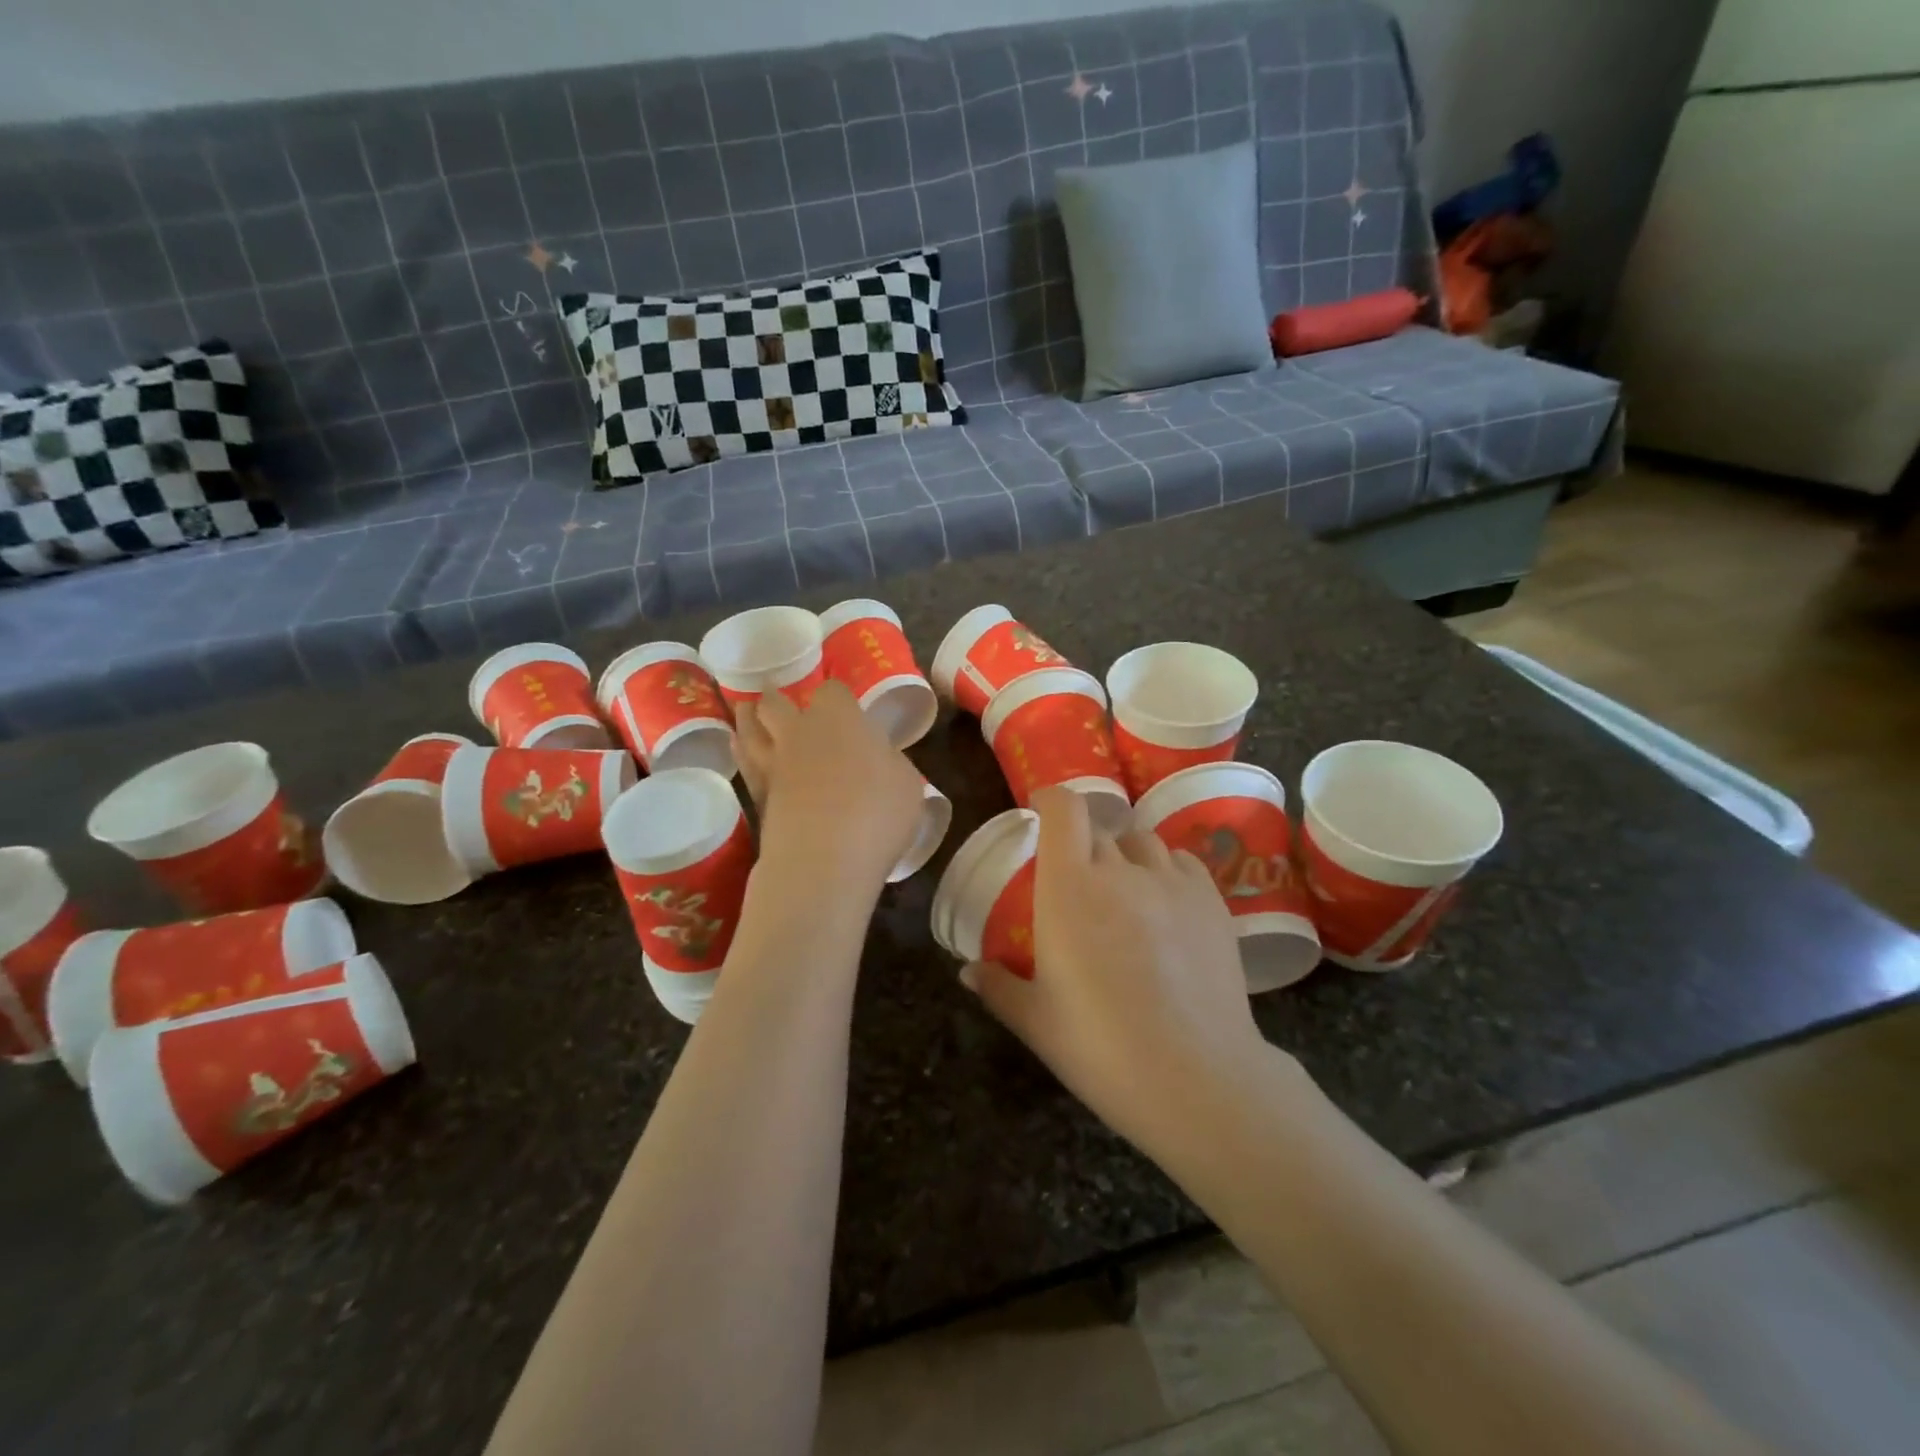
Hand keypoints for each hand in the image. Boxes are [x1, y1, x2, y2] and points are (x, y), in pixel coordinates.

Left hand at [733, 680, 923, 891]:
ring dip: (748, 719)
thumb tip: (878, 759)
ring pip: (749, 730)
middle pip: (774, 704)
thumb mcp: (907, 784)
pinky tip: (741, 749)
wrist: (824, 861)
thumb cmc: (877, 814)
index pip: (832, 691)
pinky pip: (744, 764)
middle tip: (773, 696)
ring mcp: (774, 765)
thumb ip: (890, 763)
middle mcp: (801, 733)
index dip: (836, 696)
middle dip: (774, 699)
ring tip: (746, 714)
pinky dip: (741, 752)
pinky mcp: (757, 798)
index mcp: (840, 720)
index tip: (840, 704)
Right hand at [962, 787, 1285, 1152]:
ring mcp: (1171, 883)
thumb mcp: (1036, 1020)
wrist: (1195, 1078)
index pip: (1064, 811)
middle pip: (1099, 829)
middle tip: (1076, 878)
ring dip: (1125, 854)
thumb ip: (998, 986)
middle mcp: (1120, 871)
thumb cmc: (1100, 1048)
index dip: (1050, 799)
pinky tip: (1164, 904)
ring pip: (1143, 841)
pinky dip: (1165, 870)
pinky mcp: (1211, 903)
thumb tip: (968, 971)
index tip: (1039, 809)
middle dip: (1082, 842)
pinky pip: (1182, 863)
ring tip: (1123, 888)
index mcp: (1069, 887)